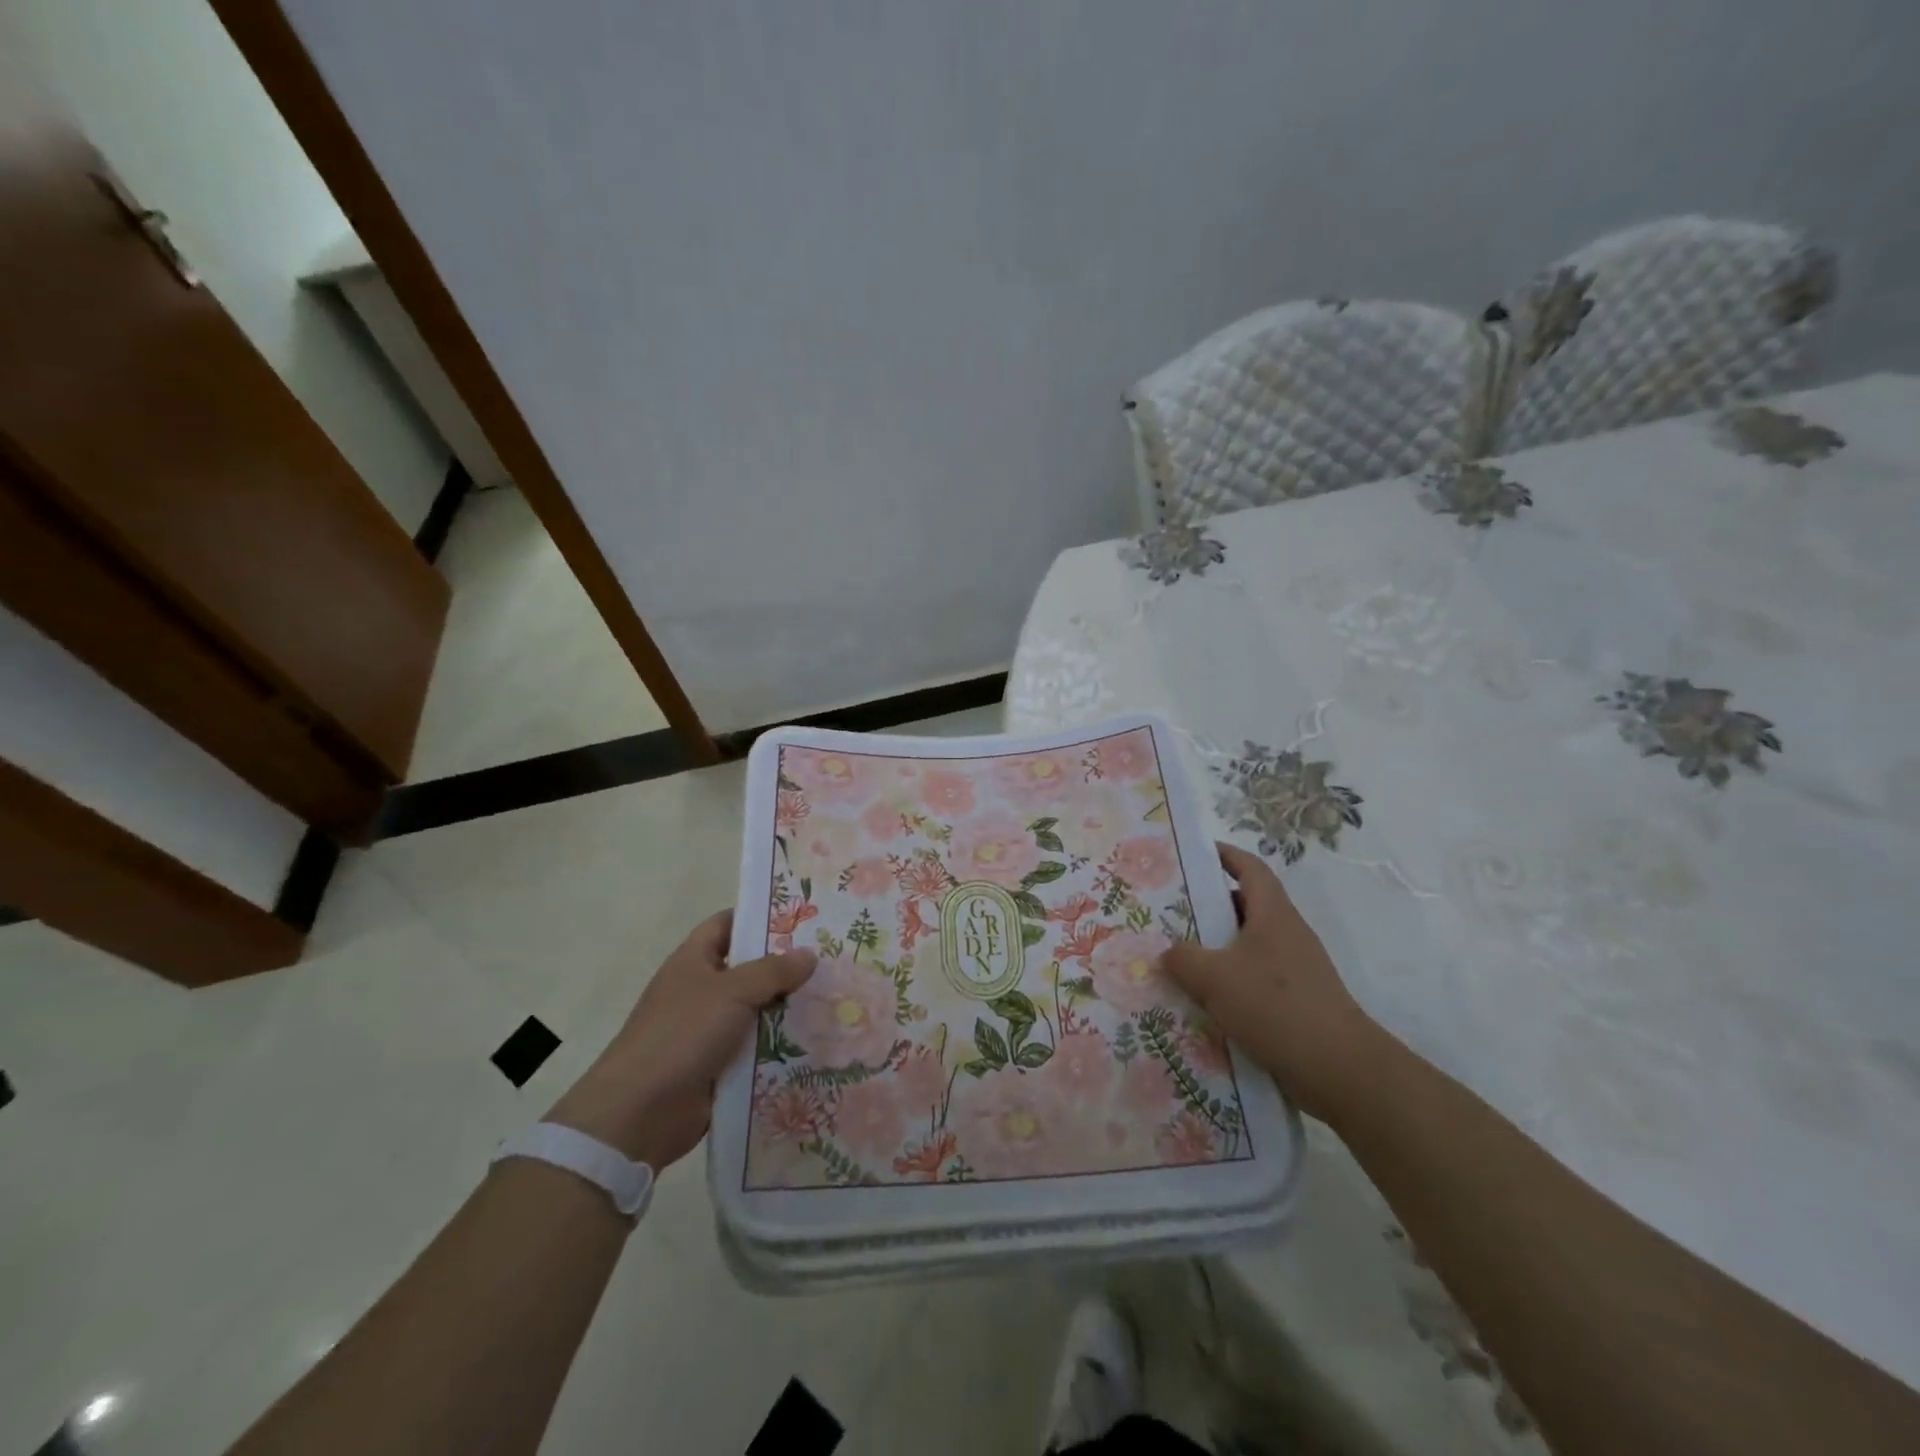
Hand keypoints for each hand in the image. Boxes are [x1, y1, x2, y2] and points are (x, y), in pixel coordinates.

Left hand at [547, 910, 815, 1168]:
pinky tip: (817, 1041)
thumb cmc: (682, 1033)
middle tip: (831, 958)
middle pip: (749, 969)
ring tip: (836, 999)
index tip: (801, 917)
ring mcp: (709, 1030)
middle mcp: (701, 991)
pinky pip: (757, 1048)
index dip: (758, 917)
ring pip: (758, 1011)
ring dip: (789, 1009)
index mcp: (693, 961)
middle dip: (786, 966)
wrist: (640, 1112)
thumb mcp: (732, 991)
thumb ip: (773, 971)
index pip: (727, 925)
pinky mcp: (719, 1066)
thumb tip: (809, 954)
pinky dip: (781, 1046)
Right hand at [1162, 843, 1383, 1120]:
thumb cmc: (1275, 1006)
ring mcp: (1296, 968)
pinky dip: (1231, 979)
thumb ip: (1183, 958)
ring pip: (1249, 944)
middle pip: (1247, 905)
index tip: (1195, 853)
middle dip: (1210, 904)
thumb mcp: (1214, 977)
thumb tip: (1169, 952)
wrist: (1339, 1069)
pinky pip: (1256, 977)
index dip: (1225, 855)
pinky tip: (1206, 999)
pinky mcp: (1297, 1000)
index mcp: (1273, 914)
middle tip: (1172, 910)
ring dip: (1218, 946)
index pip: (1250, 868)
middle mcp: (1287, 933)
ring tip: (1180, 956)